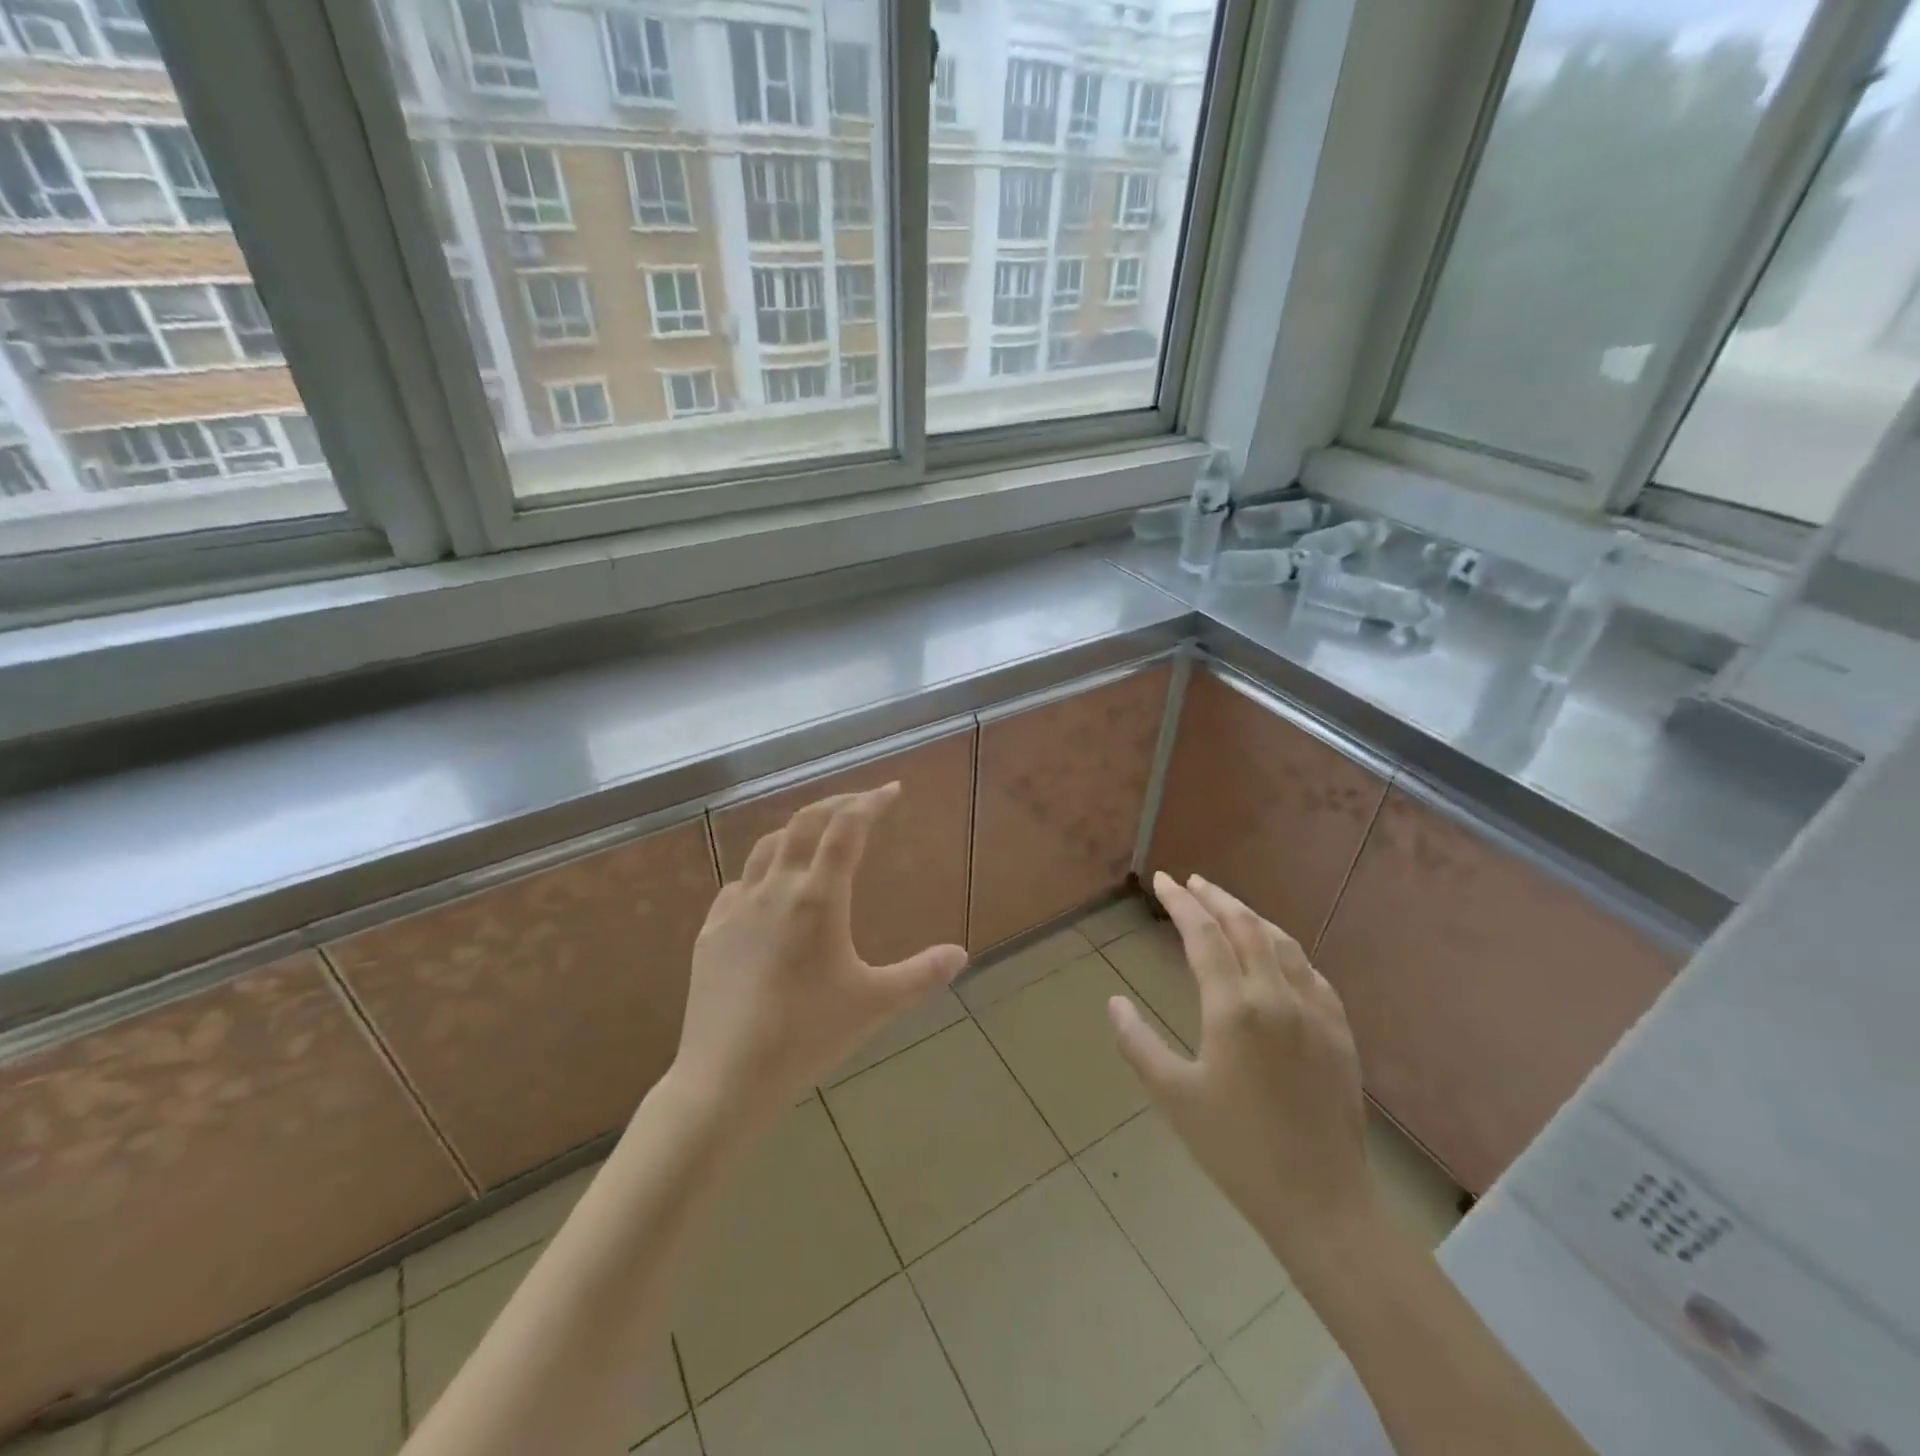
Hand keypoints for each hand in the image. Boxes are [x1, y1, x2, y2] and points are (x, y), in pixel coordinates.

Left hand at [669, 784, 967, 1130]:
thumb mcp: (875, 1005)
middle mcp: (775, 889)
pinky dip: (764, 871)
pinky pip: (739, 883)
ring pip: (768, 847)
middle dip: (836, 804)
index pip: (846, 830)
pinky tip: (770, 891)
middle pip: (804, 823)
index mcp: (818, 899)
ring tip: (819, 837)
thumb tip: (961, 954)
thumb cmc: (806, 1036)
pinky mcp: (711, 932)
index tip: (891, 790)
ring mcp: (736, 908)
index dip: (871, 802)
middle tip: (861, 802)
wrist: (725, 1078)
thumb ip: (922, 974)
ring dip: (798, 831)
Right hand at [1108, 871, 1375, 1263]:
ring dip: (1250, 916)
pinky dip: (1286, 948)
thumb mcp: (1173, 1096)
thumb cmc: (1236, 1149)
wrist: (1321, 1201)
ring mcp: (1315, 1012)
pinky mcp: (1340, 1032)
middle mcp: (1276, 996)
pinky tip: (1277, 953)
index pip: (1202, 934)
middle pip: (1245, 926)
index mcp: (1233, 1008)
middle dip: (1215, 897)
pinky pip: (1311, 972)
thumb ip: (1137, 1043)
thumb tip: (1114, 1002)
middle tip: (1191, 881)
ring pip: (1281, 942)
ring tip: (1227, 905)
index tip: (1162, 881)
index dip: (1180, 902)